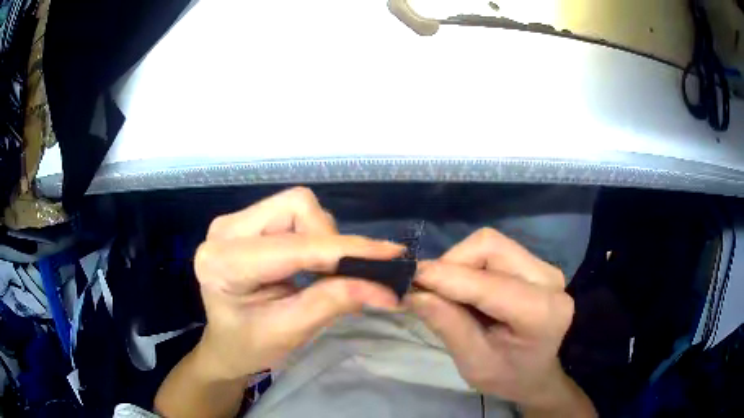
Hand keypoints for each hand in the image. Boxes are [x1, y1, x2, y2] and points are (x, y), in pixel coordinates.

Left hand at [193, 187, 403, 380]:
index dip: (346, 251)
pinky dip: (315, 237)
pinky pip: (293, 214)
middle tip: (347, 274)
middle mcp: (225, 230)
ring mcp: (235, 221)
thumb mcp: (289, 333)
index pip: (294, 246)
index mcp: (222, 263)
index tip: (391, 257)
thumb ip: (331, 303)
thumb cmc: (248, 346)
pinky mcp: (247, 221)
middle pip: (297, 207)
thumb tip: (382, 287)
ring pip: (298, 206)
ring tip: (326, 274)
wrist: (224, 343)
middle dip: (331, 239)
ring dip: (324, 238)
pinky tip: (314, 264)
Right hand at [408, 228, 594, 415]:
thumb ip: (448, 326)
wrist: (540, 372)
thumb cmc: (509, 376)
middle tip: (430, 290)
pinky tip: (466, 289)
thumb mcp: (474, 364)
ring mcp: (543, 267)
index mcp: (542, 312)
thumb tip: (415, 293)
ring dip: (459, 263)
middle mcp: (548, 279)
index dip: (445, 276)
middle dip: (451, 264)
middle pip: (490, 246)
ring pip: (490, 243)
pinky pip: (494, 251)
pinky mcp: (535, 263)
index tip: (408, 279)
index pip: (489, 283)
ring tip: (448, 292)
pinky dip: (470, 265)